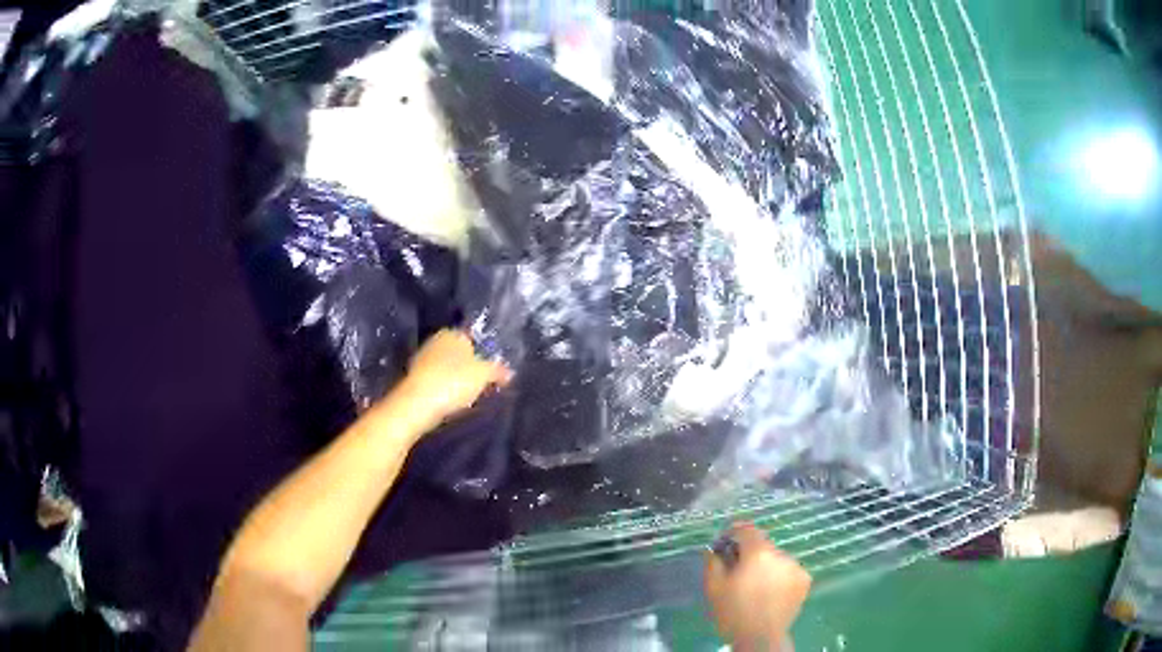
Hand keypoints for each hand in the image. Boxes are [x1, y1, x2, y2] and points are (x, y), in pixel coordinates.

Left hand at [395, 330, 511, 430]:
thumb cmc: (453, 382)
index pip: (473, 340)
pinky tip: (449, 401)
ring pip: (446, 367)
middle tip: (482, 385)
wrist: (417, 403)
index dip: (484, 356)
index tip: (491, 373)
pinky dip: (443, 388)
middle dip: (469, 366)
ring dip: (455, 378)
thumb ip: (497, 371)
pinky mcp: (414, 377)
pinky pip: (436, 380)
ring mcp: (422, 358)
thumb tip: (509, 372)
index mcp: (453, 333)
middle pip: (459, 353)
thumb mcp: (484, 375)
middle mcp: (436, 340)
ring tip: (467, 396)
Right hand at [705, 522, 810, 651]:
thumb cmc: (733, 613)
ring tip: (755, 586)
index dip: (733, 531)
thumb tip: (713, 549)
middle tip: (737, 571)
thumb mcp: (714, 588)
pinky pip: (788, 571)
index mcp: (758, 553)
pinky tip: (770, 592)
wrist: (761, 637)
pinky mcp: (804, 580)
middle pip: (762, 545)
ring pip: (776, 559)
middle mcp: (781, 554)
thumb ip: (713, 563)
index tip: (724, 541)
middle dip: (749, 554)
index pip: (746, 529)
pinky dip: (779, 576)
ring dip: (766, 566)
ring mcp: (796, 567)